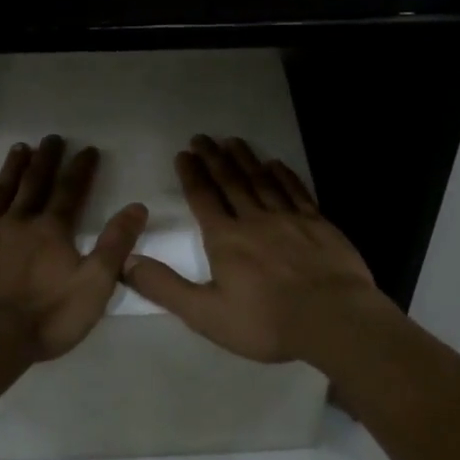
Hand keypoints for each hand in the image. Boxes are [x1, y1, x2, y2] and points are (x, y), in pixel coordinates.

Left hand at [0, 135, 148, 362]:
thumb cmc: (45, 318)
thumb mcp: (94, 285)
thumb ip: (116, 245)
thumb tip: (137, 207)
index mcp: (52, 230)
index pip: (70, 191)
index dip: (80, 168)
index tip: (87, 148)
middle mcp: (17, 221)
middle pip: (34, 183)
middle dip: (45, 159)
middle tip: (51, 138)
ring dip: (11, 168)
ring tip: (19, 148)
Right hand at [121, 134, 395, 363]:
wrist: (333, 319)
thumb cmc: (266, 322)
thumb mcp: (206, 314)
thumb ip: (165, 287)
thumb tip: (126, 261)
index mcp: (226, 239)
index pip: (203, 199)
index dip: (192, 175)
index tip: (183, 154)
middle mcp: (255, 219)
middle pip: (231, 182)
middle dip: (213, 158)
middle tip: (202, 137)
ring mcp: (289, 218)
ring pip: (261, 181)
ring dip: (244, 159)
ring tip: (232, 141)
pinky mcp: (318, 223)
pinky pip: (295, 191)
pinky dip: (283, 175)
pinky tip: (276, 164)